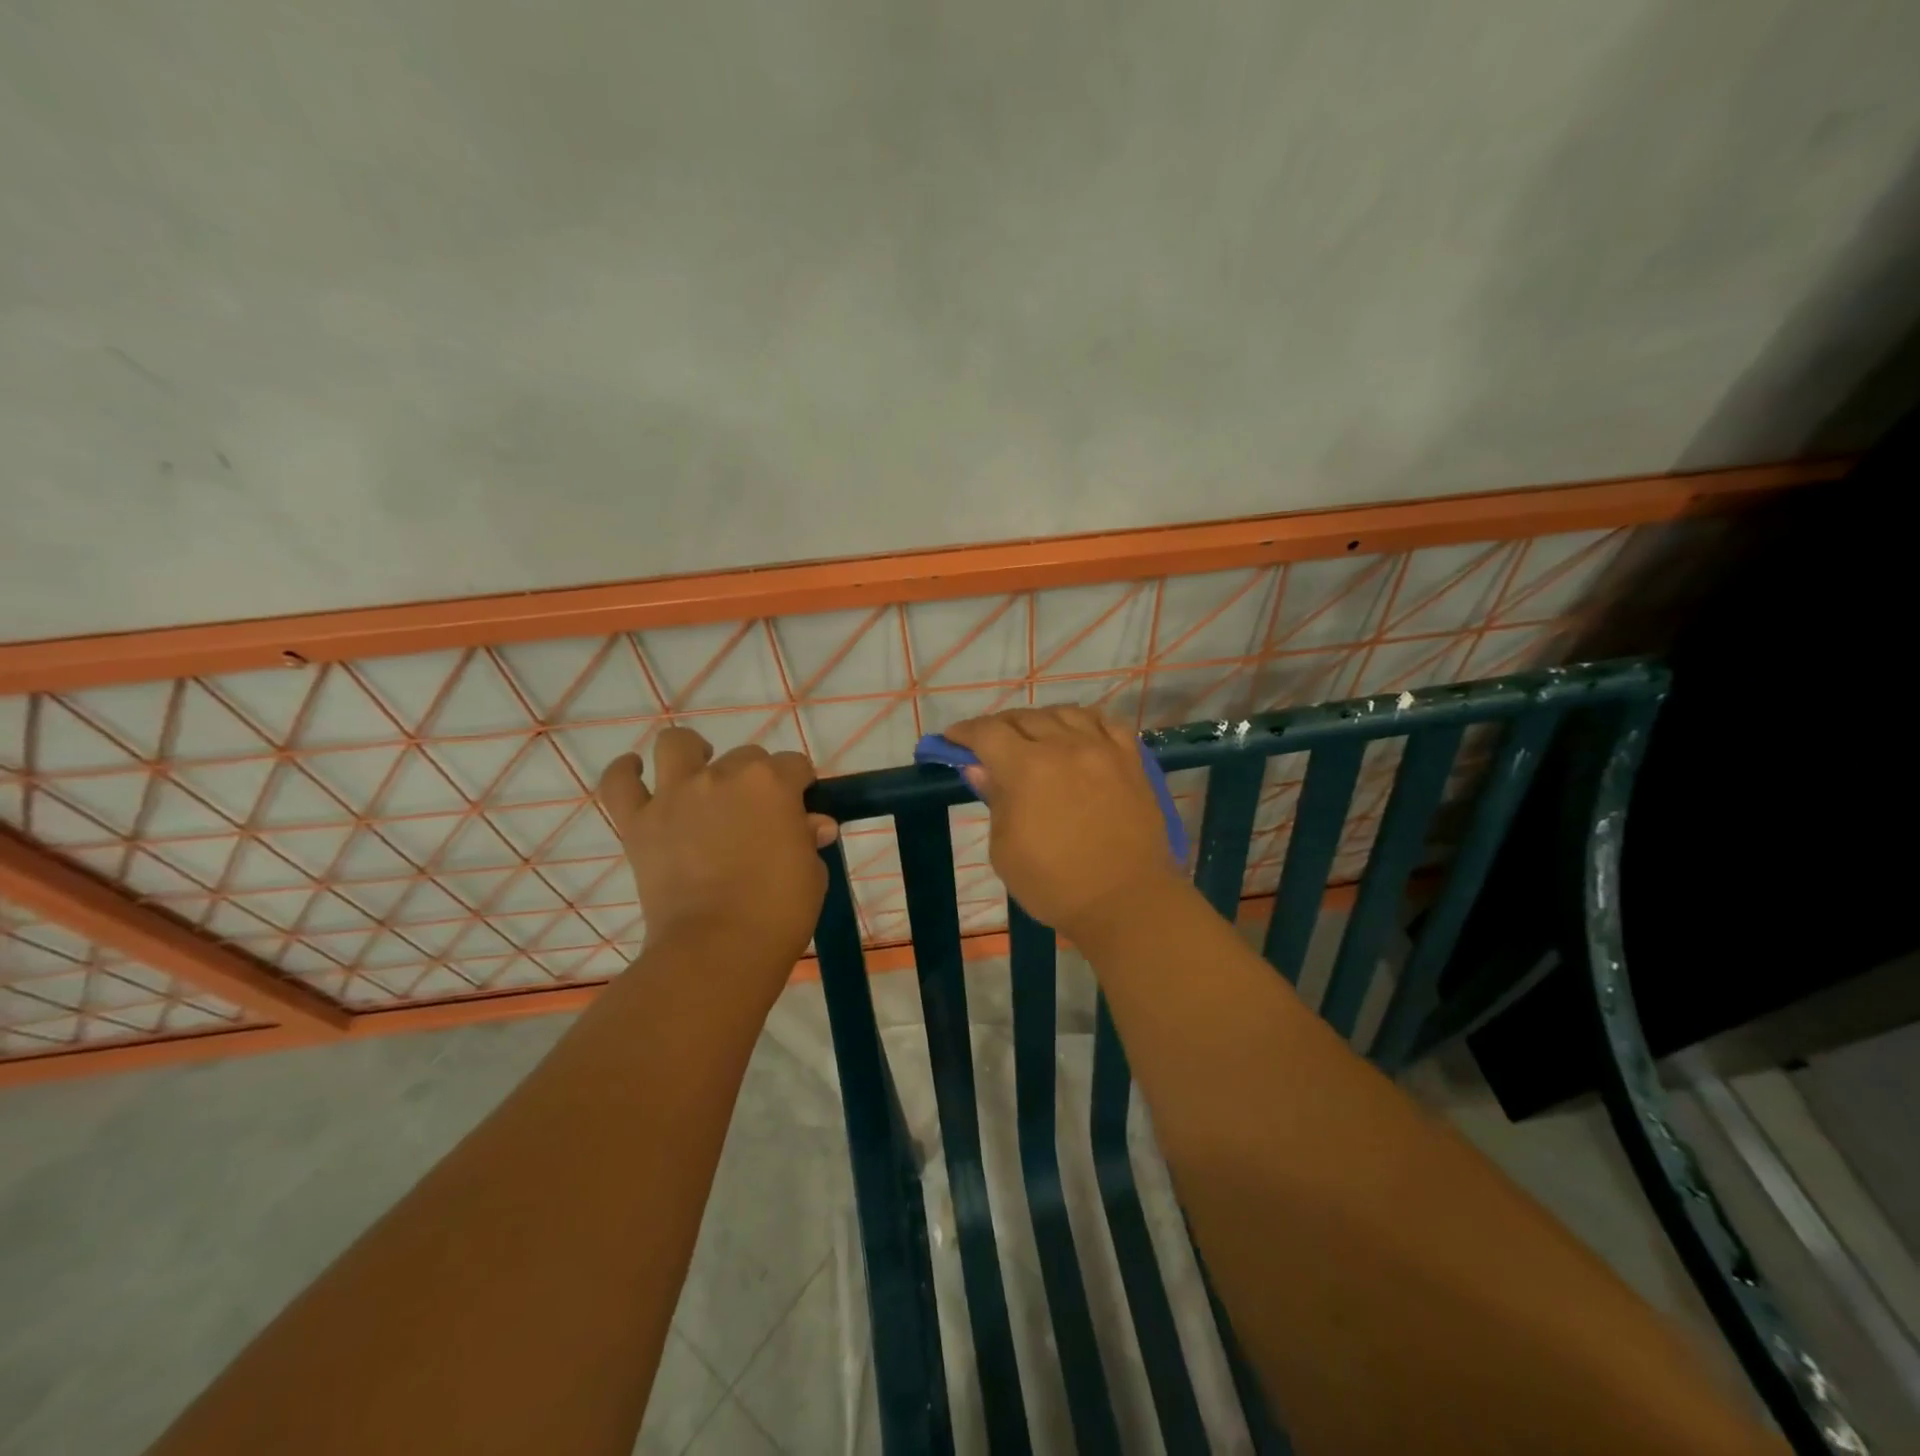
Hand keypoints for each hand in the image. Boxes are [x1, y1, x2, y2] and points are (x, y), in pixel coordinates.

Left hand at [597, 728, 839, 969]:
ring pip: (677, 745)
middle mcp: (723, 776)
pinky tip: (635, 770)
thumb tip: (812, 824)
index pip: (795, 765)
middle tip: (755, 816)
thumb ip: (808, 839)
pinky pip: (620, 783)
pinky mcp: (639, 822)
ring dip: (692, 753)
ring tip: (698, 773)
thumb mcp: (812, 873)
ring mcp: (676, 795)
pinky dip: (626, 772)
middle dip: (756, 780)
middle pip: (746, 756)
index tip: (800, 811)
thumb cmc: (779, 912)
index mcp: (773, 784)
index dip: (800, 786)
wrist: (717, 948)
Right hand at [944, 707, 1184, 938]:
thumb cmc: (1055, 885)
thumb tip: (981, 768)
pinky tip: (1078, 735)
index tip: (952, 740)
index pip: (987, 733)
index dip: (964, 733)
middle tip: (989, 744)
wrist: (1127, 901)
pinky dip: (1085, 723)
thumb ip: (994, 801)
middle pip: (1024, 718)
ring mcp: (1102, 749)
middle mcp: (1064, 747)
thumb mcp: (1005, 851)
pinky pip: (1106, 724)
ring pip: (1065, 713)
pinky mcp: (1132, 760)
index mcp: (1026, 768)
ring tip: (1034, 737)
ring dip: (1041, 720)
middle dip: (999, 727)